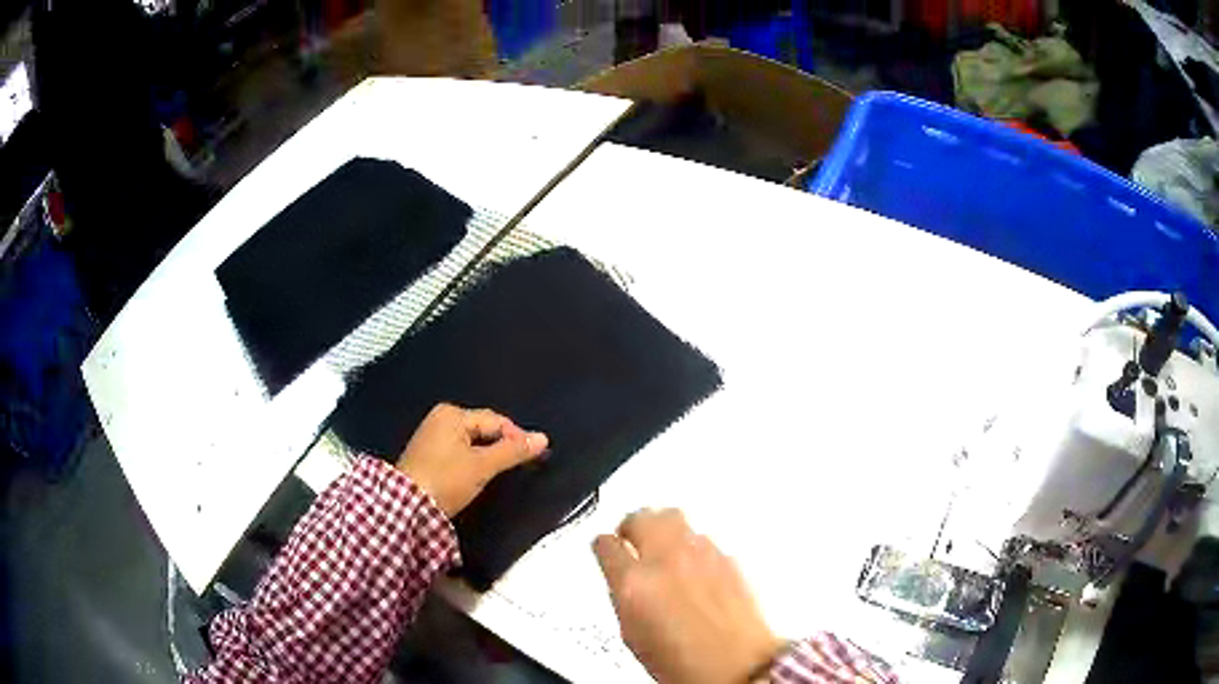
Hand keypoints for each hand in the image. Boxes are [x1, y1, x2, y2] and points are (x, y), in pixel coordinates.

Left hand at [396, 403, 547, 516]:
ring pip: (472, 442)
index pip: (496, 421)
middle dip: (502, 446)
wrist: (407, 506)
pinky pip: (459, 452)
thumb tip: (543, 438)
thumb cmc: (445, 480)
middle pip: (483, 430)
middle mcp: (440, 418)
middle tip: (519, 466)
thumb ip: (513, 451)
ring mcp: (431, 436)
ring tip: (499, 473)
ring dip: (487, 455)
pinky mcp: (427, 454)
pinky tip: (477, 476)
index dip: (517, 437)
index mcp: (452, 414)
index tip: (535, 456)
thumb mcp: (482, 466)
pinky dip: (472, 461)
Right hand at [594, 509, 782, 683]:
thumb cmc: (688, 665)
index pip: (606, 544)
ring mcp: (701, 555)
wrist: (739, 667)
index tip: (605, 548)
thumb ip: (624, 598)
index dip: (603, 546)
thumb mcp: (634, 636)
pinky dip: (692, 545)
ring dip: (664, 530)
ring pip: (674, 518)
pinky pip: (702, 538)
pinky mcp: (729, 557)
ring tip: (663, 547)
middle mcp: (667, 561)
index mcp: (634, 584)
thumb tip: (622, 580)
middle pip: (642, 516)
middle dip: (632, 525)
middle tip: (631, 536)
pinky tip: (692, 566)